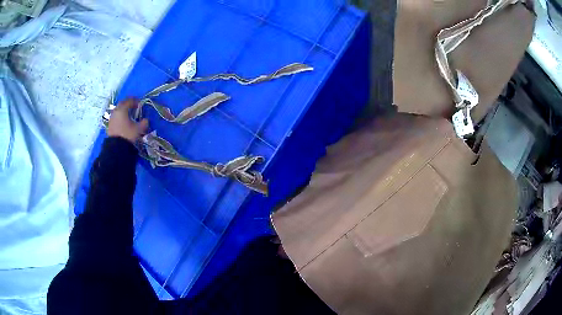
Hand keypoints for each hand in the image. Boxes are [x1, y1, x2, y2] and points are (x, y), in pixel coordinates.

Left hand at [107, 98, 148, 143]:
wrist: (116, 147)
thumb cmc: (127, 135)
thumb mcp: (138, 129)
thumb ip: (143, 123)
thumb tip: (146, 120)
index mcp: (123, 109)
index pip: (129, 101)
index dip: (135, 101)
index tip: (140, 104)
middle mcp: (116, 111)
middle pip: (122, 103)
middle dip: (128, 103)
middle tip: (133, 106)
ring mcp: (112, 118)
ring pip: (118, 110)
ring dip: (123, 110)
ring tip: (128, 114)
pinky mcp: (110, 124)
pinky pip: (115, 116)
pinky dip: (120, 116)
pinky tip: (123, 121)